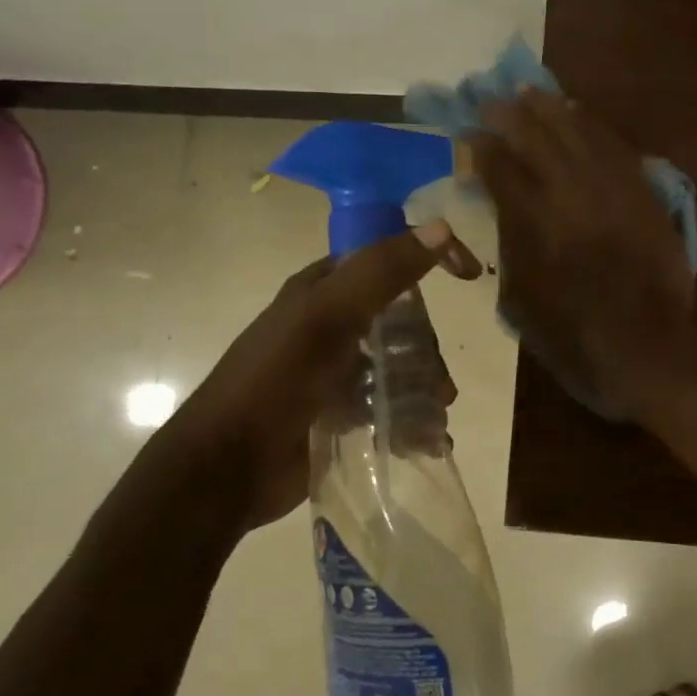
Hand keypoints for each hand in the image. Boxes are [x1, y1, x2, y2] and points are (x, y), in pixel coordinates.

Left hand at [165, 223, 475, 532]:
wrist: (227, 467)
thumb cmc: (276, 382)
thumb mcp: (328, 318)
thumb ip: (381, 272)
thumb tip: (442, 228)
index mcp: (322, 290)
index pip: (386, 258)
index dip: (429, 259)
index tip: (469, 277)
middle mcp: (329, 324)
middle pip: (400, 323)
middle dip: (427, 351)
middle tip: (441, 386)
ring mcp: (334, 371)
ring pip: (397, 367)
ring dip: (424, 390)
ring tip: (435, 420)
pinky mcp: (337, 413)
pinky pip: (387, 406)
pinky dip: (411, 421)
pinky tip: (427, 442)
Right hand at [473, 89, 695, 411]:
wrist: (648, 348)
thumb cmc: (575, 337)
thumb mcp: (521, 300)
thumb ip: (510, 247)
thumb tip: (502, 210)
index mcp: (535, 223)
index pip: (502, 170)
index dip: (483, 149)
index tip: (470, 135)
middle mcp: (572, 196)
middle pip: (538, 141)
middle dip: (511, 117)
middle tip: (493, 100)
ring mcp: (613, 192)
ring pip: (579, 135)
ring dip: (552, 111)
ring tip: (532, 93)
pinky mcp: (644, 196)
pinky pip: (617, 149)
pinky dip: (595, 127)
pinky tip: (581, 115)